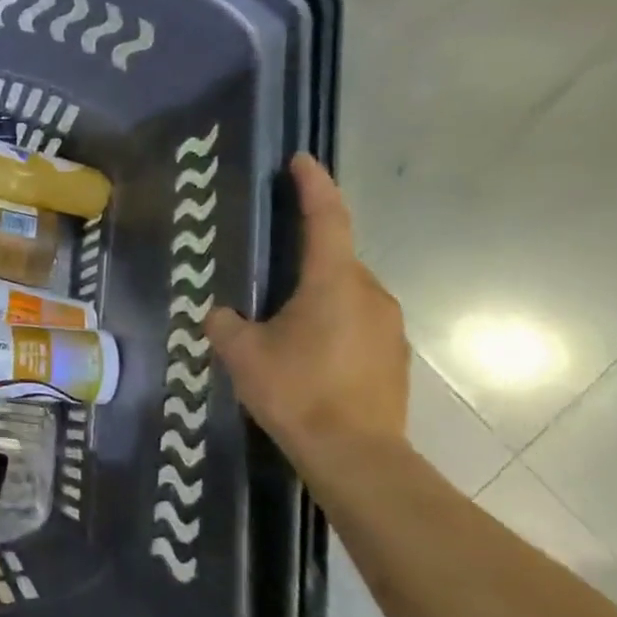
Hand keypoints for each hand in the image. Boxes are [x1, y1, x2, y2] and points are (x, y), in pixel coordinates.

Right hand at [204, 155, 409, 462]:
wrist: (357, 456)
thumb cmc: (297, 391)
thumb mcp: (242, 353)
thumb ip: (225, 323)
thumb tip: (223, 314)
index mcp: (334, 282)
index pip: (327, 218)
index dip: (313, 185)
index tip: (300, 160)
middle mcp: (370, 293)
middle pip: (335, 258)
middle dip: (304, 255)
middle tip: (267, 271)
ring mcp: (388, 326)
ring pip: (346, 293)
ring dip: (315, 295)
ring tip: (280, 324)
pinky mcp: (393, 356)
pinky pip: (356, 322)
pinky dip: (331, 324)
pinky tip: (305, 354)